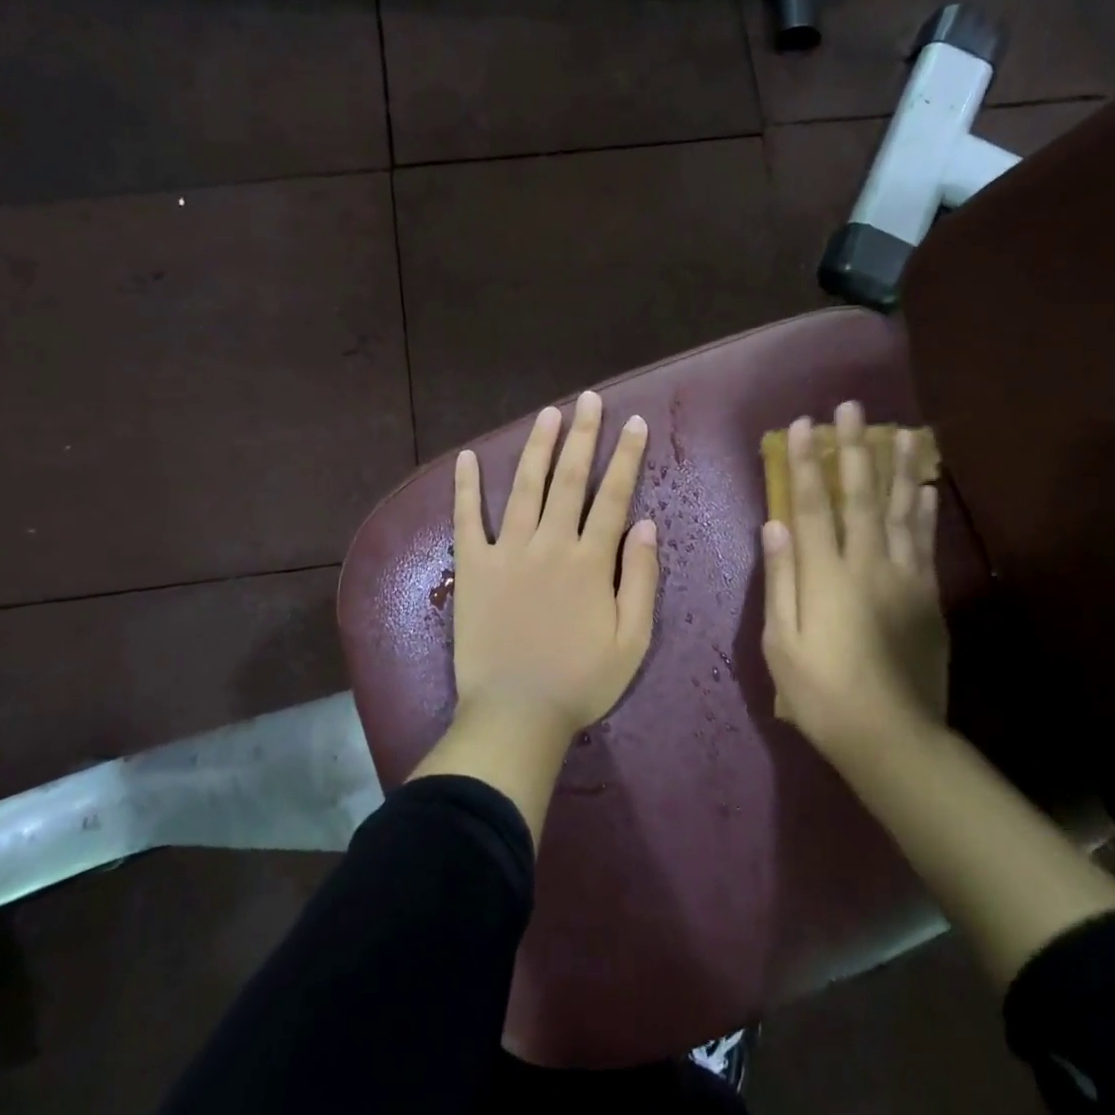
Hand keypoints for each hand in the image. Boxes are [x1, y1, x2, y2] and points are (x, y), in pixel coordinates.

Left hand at [451, 391, 660, 738]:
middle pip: (570, 479)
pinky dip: (466, 488)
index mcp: (591, 562)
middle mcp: (550, 544)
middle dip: (583, 436)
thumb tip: (647, 525)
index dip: (626, 456)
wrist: (516, 714)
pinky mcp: (473, 567)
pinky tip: (467, 458)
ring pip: (525, 487)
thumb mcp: (632, 641)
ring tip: (549, 414)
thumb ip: (642, 580)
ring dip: (538, 447)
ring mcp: (508, 552)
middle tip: (590, 400)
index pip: (614, 496)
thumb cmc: (580, 682)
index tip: (635, 423)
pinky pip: (467, 520)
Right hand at [760, 401, 949, 777]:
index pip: (811, 507)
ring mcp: (903, 577)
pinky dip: (925, 509)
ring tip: (903, 430)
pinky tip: (925, 486)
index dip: (805, 464)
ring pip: (901, 510)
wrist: (891, 736)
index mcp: (825, 577)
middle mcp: (867, 565)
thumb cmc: (821, 693)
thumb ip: (780, 580)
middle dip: (854, 449)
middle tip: (853, 408)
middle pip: (859, 496)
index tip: (802, 426)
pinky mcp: (928, 594)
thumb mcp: (781, 643)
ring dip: (898, 466)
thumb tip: (774, 526)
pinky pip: (926, 540)